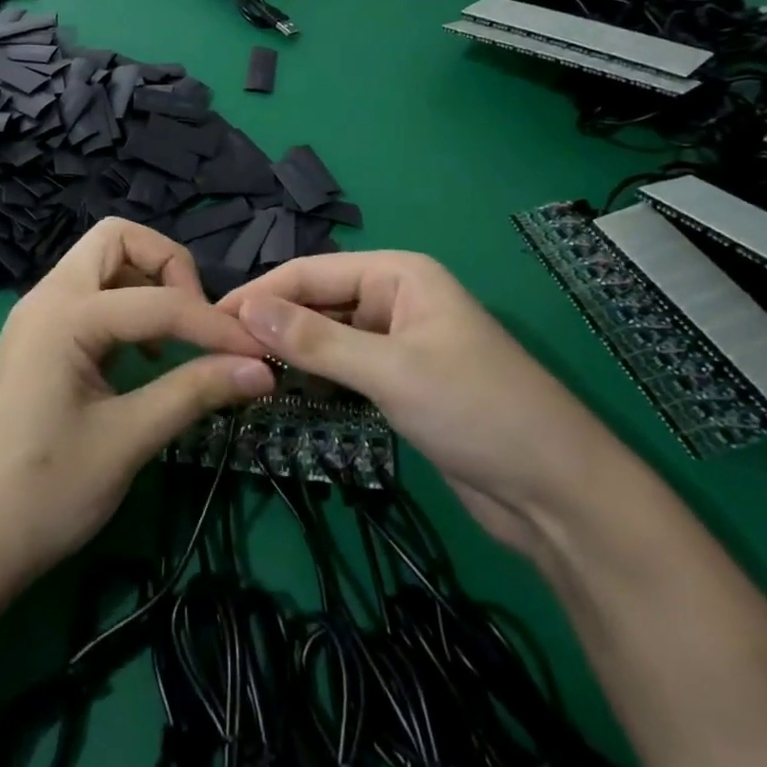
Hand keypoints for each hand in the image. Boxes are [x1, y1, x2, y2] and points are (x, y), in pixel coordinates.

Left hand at [0, 219, 274, 606]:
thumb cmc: (41, 494)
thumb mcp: (126, 441)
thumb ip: (194, 392)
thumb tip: (260, 369)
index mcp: (64, 314)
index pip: (158, 300)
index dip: (215, 325)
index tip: (259, 355)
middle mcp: (47, 298)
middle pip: (117, 240)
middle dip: (168, 266)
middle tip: (196, 320)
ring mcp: (38, 317)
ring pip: (102, 265)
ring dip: (146, 285)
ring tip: (174, 341)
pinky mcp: (37, 341)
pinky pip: (90, 298)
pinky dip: (125, 308)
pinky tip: (141, 358)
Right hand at [219, 252, 622, 553]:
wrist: (557, 494)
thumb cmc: (477, 411)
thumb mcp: (390, 371)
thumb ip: (316, 340)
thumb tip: (245, 309)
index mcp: (397, 274)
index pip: (312, 272)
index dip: (261, 293)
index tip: (208, 319)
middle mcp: (394, 297)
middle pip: (317, 300)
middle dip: (272, 322)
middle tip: (217, 351)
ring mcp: (398, 341)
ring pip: (328, 334)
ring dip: (290, 350)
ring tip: (238, 368)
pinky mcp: (400, 381)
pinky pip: (344, 365)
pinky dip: (314, 374)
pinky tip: (281, 387)